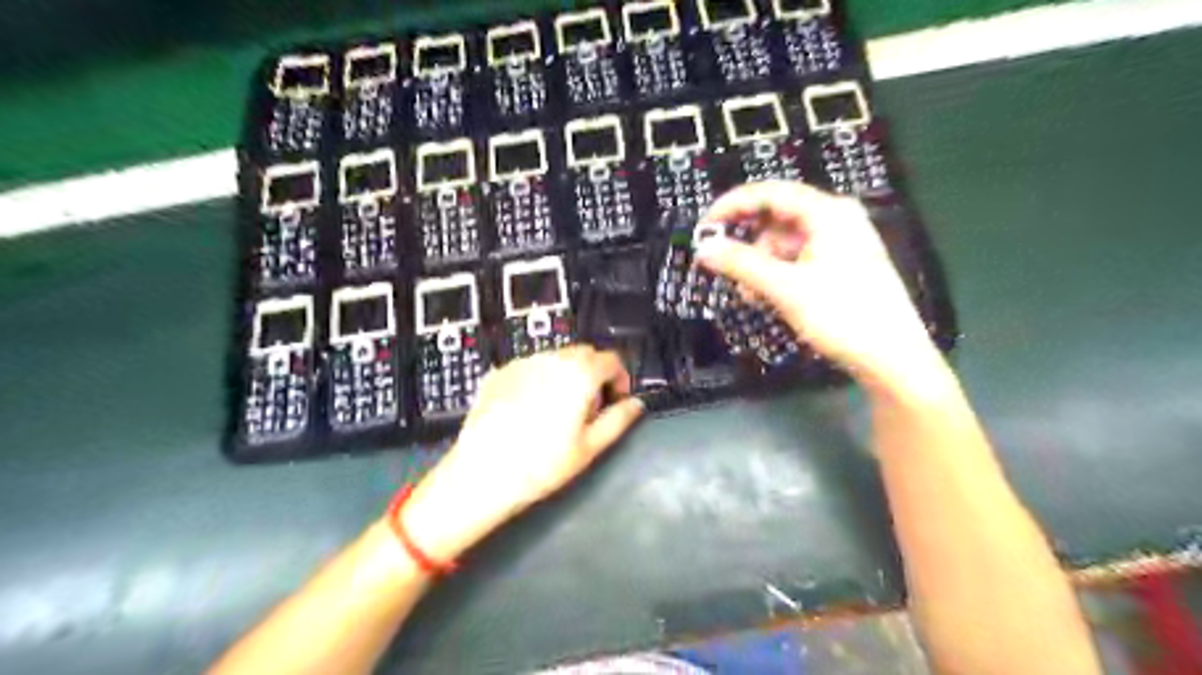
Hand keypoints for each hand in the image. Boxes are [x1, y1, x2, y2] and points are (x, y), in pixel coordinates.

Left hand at [397, 346, 641, 562]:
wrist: (483, 473)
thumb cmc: (544, 464)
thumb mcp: (590, 447)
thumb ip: (619, 420)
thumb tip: (636, 403)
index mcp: (580, 373)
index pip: (611, 359)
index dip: (620, 378)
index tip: (615, 400)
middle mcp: (552, 358)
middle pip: (584, 354)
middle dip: (594, 373)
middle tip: (589, 407)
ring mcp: (522, 362)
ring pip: (556, 358)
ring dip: (567, 373)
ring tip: (558, 408)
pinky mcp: (500, 372)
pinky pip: (530, 366)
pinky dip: (540, 378)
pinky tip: (529, 409)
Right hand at [700, 179, 942, 390]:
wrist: (892, 358)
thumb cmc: (842, 316)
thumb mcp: (786, 288)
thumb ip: (742, 264)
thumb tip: (703, 249)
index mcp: (828, 212)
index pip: (770, 193)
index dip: (732, 205)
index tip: (704, 227)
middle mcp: (836, 219)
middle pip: (777, 217)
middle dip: (748, 242)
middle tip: (723, 265)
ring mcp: (841, 242)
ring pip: (785, 241)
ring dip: (761, 263)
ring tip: (749, 294)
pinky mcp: (841, 265)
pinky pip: (798, 258)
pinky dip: (777, 274)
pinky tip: (767, 297)